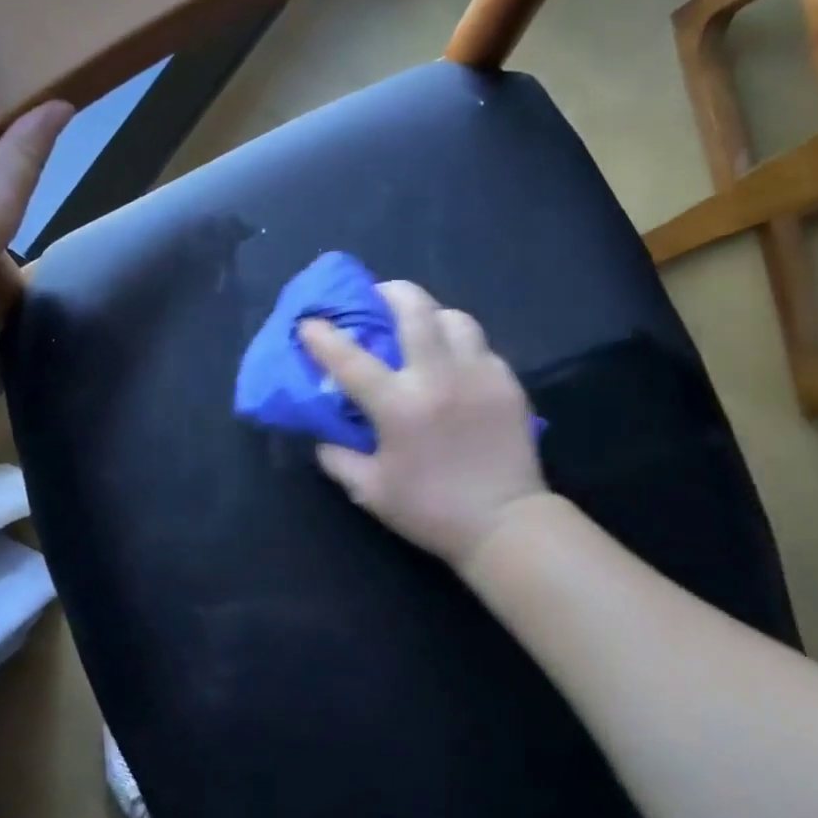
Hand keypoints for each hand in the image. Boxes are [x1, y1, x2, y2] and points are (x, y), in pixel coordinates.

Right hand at [298, 282, 547, 571]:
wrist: (505, 525)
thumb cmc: (431, 510)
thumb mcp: (370, 490)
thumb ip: (338, 458)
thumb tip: (323, 434)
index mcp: (399, 406)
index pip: (351, 359)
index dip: (323, 337)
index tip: (309, 322)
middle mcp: (439, 378)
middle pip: (415, 310)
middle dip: (391, 292)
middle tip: (378, 296)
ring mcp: (479, 375)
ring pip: (455, 318)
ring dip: (431, 315)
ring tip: (421, 328)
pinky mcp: (508, 383)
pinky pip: (480, 347)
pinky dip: (460, 346)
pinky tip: (454, 365)